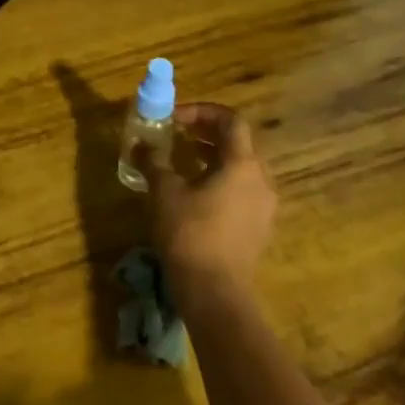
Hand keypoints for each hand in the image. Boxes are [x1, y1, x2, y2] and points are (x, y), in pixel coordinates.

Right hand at [149, 102, 276, 301]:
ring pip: (242, 167)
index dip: (202, 112)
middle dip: (207, 132)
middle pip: (239, 142)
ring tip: (183, 160)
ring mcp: (264, 206)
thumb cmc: (189, 233)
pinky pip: (242, 189)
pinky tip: (194, 192)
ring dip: (213, 156)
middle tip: (177, 133)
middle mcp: (262, 180)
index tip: (174, 118)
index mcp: (243, 165)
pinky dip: (220, 179)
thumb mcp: (164, 192)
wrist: (214, 291)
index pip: (231, 121)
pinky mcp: (259, 227)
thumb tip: (140, 144)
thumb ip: (153, 161)